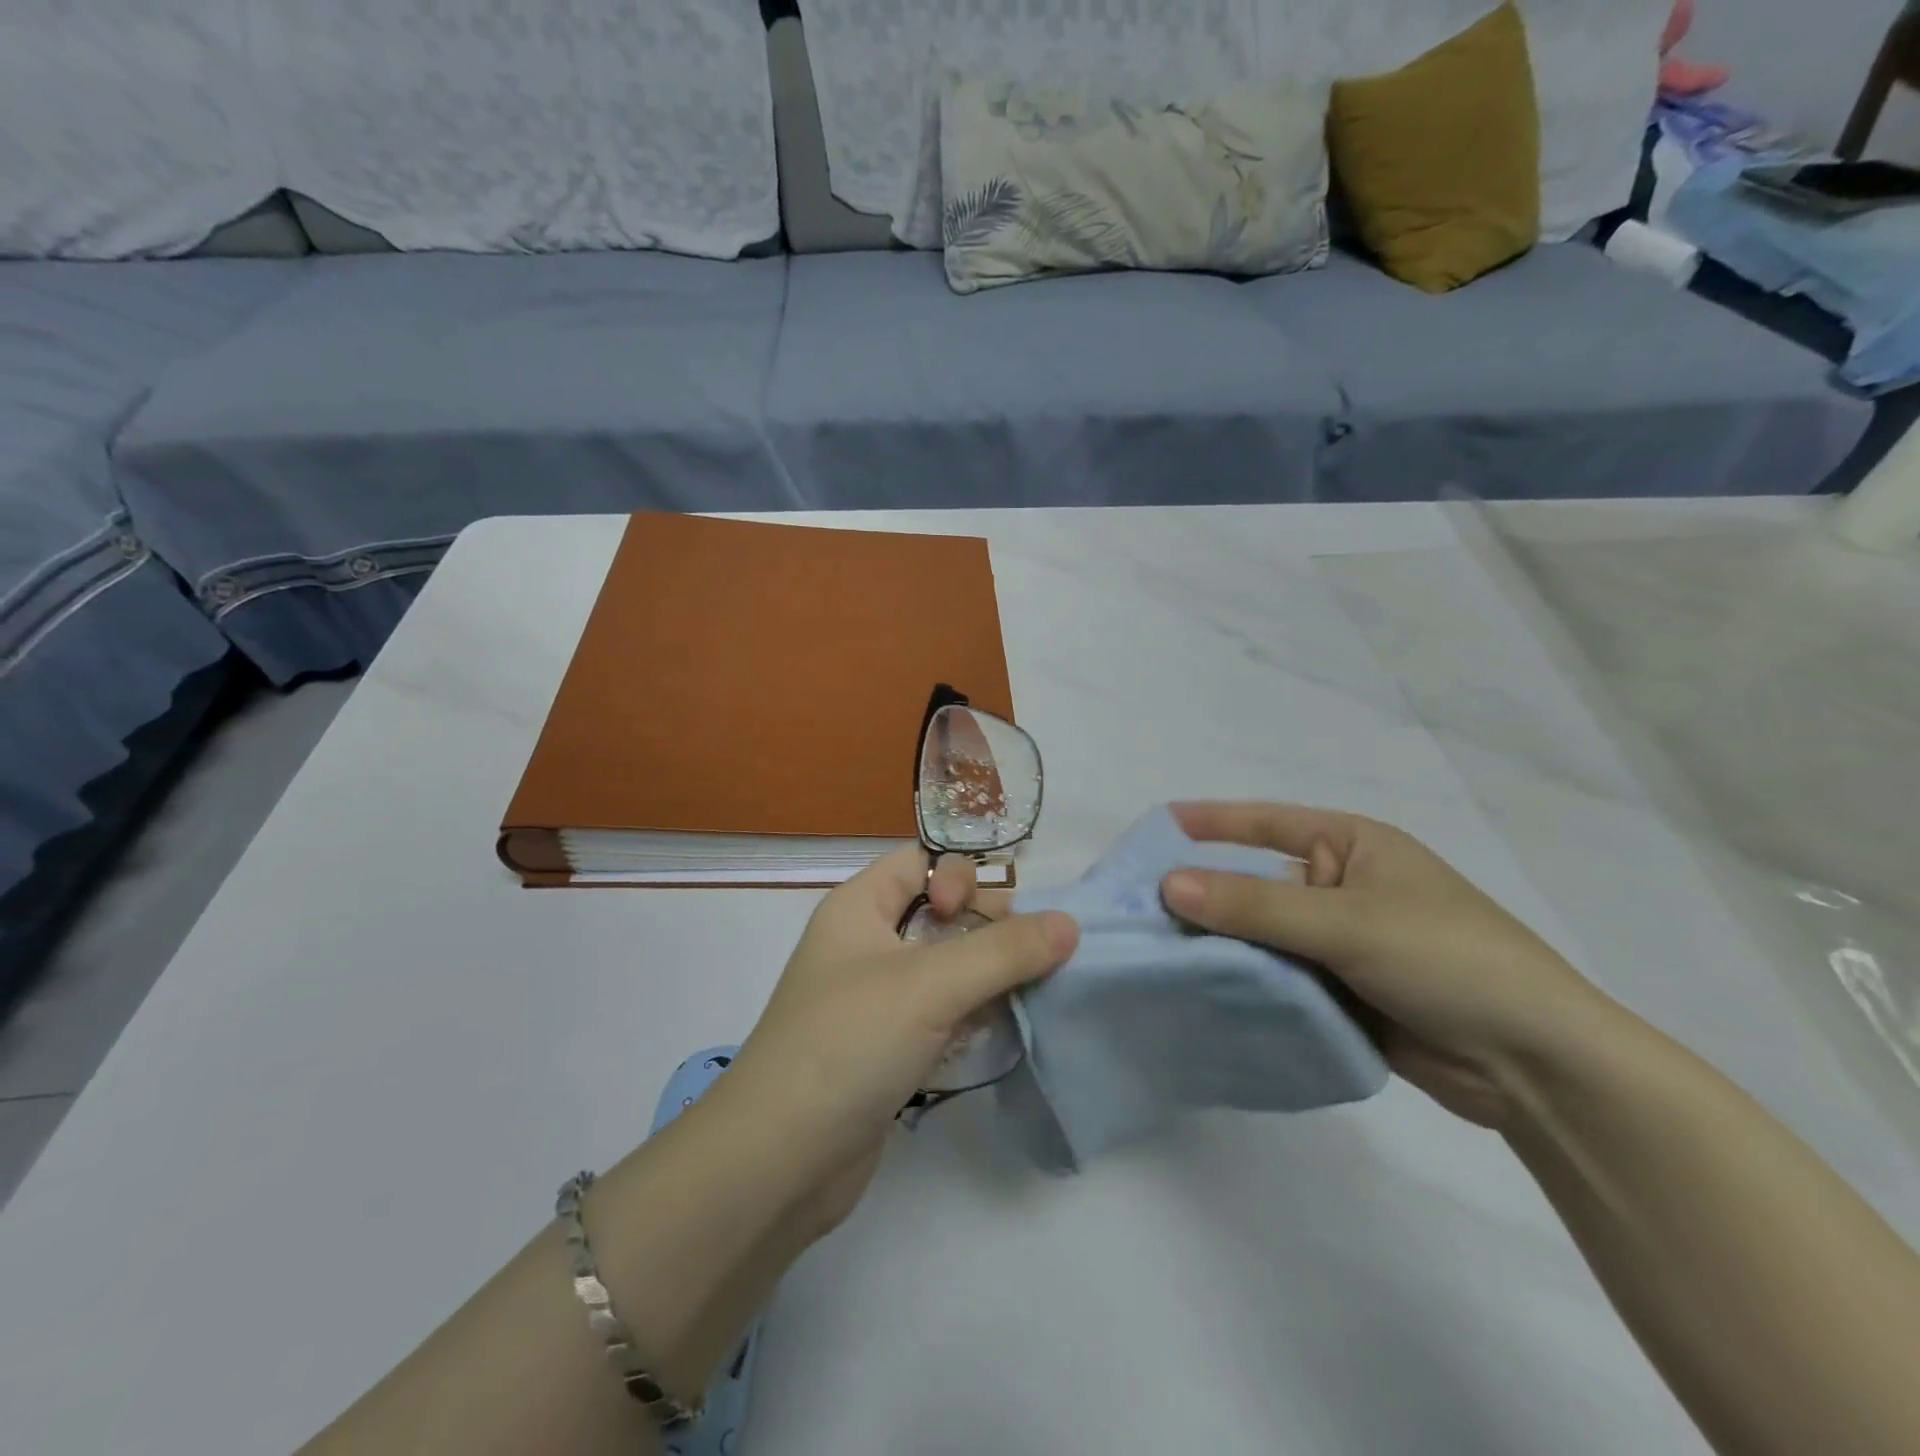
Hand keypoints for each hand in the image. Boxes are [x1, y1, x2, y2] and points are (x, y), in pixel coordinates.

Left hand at [716, 848, 1077, 1236]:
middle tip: (1024, 959)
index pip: (919, 862)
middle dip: (987, 928)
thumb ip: (1003, 951)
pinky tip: (999, 1033)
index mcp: (858, 908)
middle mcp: (865, 945)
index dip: (958, 876)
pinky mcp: (888, 1048)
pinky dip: (972, 1016)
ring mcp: (876, 1000)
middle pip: (941, 913)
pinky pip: (942, 1013)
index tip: (983, 915)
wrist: (778, 1163)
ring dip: (987, 976)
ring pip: (946, 967)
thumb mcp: (929, 985)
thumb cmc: (847, 1044)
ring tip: (1024, 997)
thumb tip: (1069, 924)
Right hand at [1161, 802, 1614, 1128]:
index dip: (1209, 823)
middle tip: (1137, 905)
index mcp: (1351, 846)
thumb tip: (1167, 883)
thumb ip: (1254, 905)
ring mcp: (1339, 941)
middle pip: (1255, 883)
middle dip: (1203, 894)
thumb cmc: (1446, 959)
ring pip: (1261, 935)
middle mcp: (1340, 886)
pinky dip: (1244, 983)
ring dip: (1219, 944)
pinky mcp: (1339, 991)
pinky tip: (1198, 991)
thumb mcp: (1346, 922)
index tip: (1153, 826)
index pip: (1265, 823)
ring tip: (1154, 951)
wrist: (1535, 1066)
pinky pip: (1277, 977)